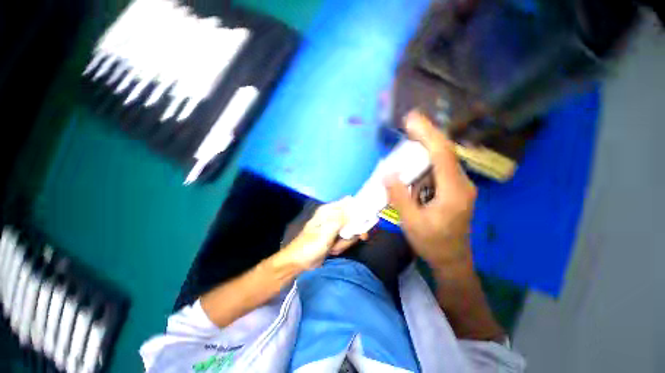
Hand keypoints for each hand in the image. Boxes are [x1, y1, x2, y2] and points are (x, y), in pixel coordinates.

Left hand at [279, 198, 358, 270]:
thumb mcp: (326, 232)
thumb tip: (354, 206)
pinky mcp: (335, 237)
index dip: (359, 207)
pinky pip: (346, 239)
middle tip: (350, 238)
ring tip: (333, 247)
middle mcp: (333, 216)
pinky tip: (332, 250)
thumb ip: (341, 219)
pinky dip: (342, 246)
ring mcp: (335, 227)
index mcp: (329, 210)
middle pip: (353, 217)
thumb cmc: (310, 245)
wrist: (300, 262)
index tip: (366, 218)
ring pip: (351, 230)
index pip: (348, 202)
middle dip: (353, 231)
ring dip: (345, 241)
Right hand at [385, 111, 476, 268]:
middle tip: (408, 124)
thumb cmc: (432, 243)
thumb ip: (399, 196)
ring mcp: (459, 186)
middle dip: (426, 135)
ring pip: (442, 159)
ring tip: (409, 139)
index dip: (427, 134)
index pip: (442, 154)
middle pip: (444, 152)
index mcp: (453, 191)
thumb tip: (387, 173)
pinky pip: (439, 169)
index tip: (412, 119)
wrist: (452, 260)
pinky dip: (426, 161)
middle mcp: (461, 184)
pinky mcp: (454, 190)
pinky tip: (414, 162)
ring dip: (425, 148)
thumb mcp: (412, 222)